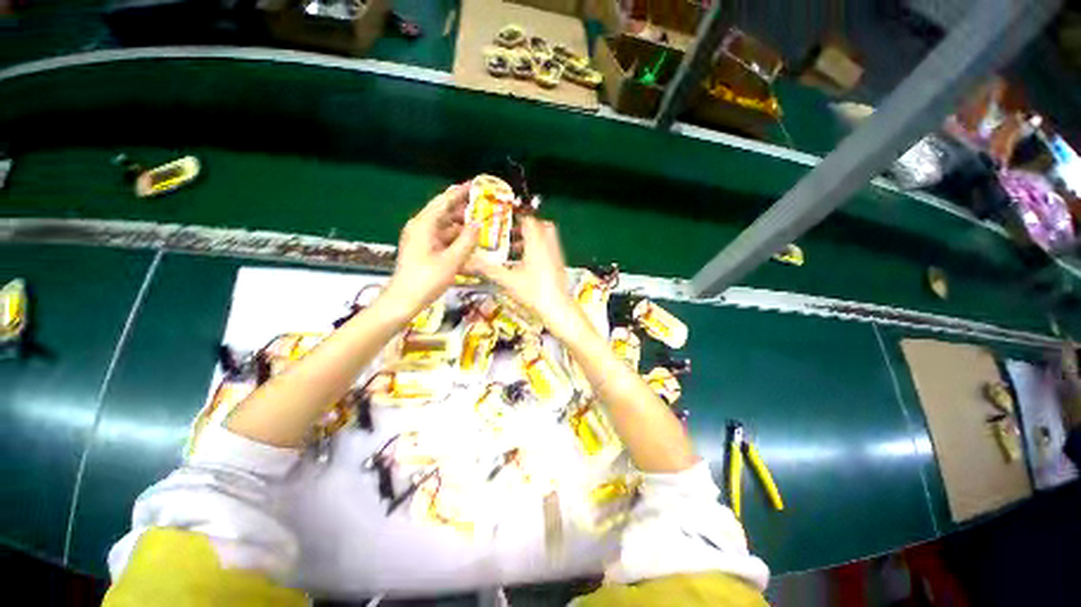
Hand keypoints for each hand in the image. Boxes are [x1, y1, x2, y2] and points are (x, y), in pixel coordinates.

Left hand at [383, 184, 478, 317]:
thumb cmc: (426, 279)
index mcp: (424, 225)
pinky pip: (442, 239)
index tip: (475, 185)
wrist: (403, 300)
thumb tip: (478, 224)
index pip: (443, 201)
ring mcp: (421, 240)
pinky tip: (469, 243)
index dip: (459, 192)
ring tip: (481, 225)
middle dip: (463, 209)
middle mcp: (421, 227)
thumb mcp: (452, 260)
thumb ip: (466, 241)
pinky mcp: (423, 250)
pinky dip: (455, 239)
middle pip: (444, 213)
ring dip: (461, 226)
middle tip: (484, 207)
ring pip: (444, 227)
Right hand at [469, 216, 579, 337]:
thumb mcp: (508, 280)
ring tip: (516, 250)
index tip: (505, 222)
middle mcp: (549, 245)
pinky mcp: (560, 265)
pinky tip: (528, 265)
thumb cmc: (533, 292)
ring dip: (533, 239)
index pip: (530, 221)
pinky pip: (550, 249)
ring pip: (547, 238)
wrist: (557, 307)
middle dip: (528, 227)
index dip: (518, 218)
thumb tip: (469, 261)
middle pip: (543, 225)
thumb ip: (489, 269)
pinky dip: (540, 250)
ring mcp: (557, 255)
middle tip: (513, 234)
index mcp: (536, 244)